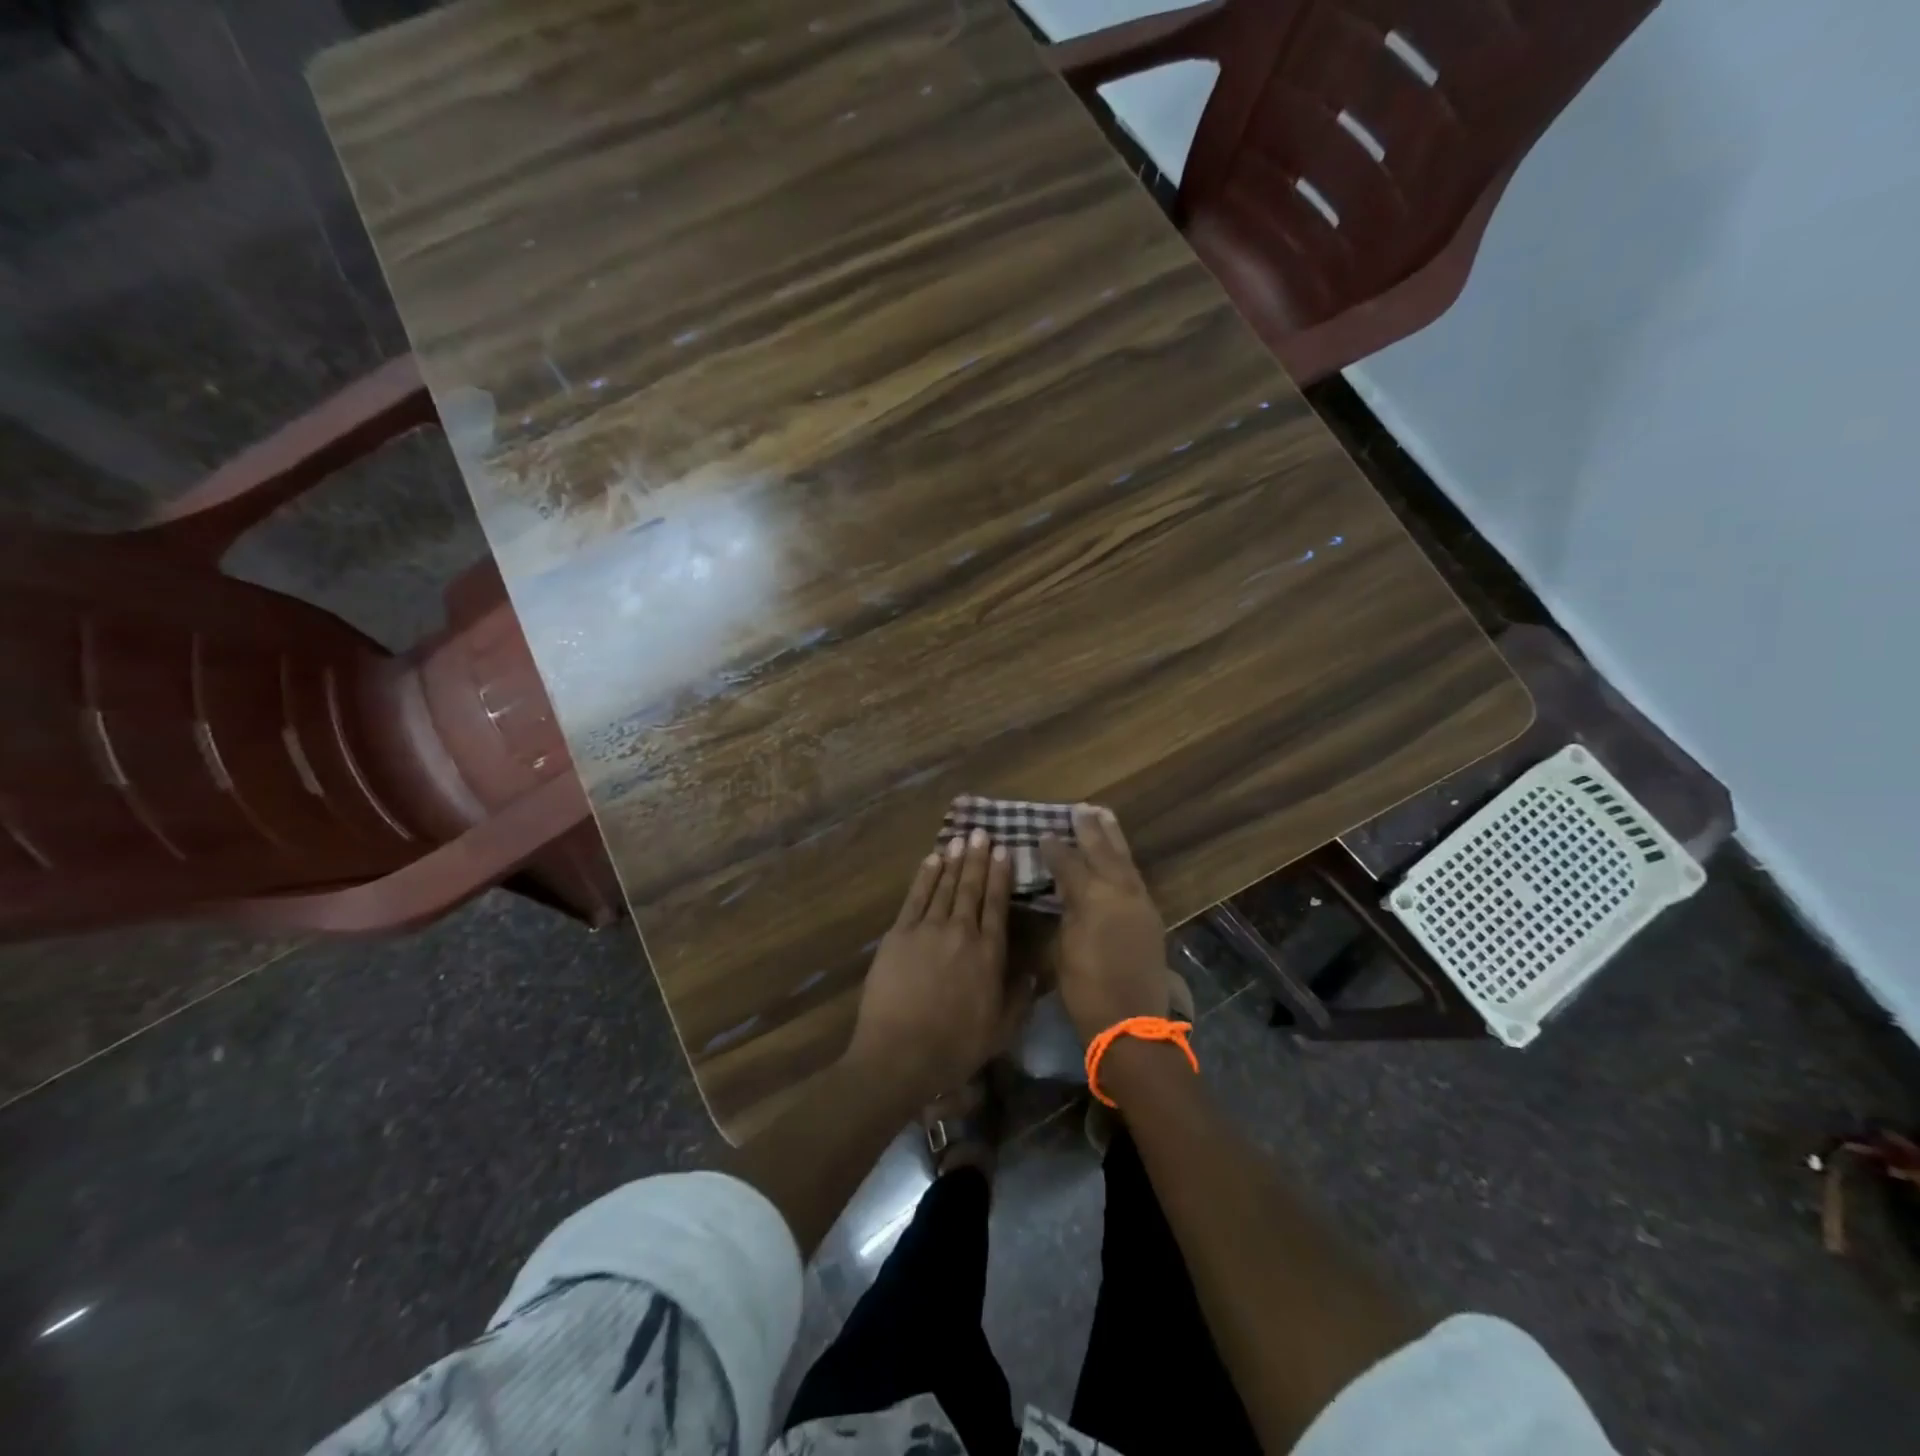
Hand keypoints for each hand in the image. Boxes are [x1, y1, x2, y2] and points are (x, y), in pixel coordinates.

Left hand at [847, 829, 1033, 1104]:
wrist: (900, 1054)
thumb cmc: (955, 1047)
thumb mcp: (1001, 1030)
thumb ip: (1020, 997)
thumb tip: (1035, 970)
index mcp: (988, 953)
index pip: (997, 904)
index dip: (1001, 875)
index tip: (1005, 851)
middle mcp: (960, 932)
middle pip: (971, 887)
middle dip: (978, 858)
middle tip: (982, 833)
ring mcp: (927, 929)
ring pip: (944, 886)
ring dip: (953, 861)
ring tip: (961, 839)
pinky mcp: (898, 934)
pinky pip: (915, 897)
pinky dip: (925, 876)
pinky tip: (932, 860)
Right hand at [1040, 805, 1169, 1044]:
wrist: (1131, 1022)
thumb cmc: (1086, 989)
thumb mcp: (1061, 949)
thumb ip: (1064, 912)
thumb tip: (1063, 892)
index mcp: (1093, 898)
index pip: (1069, 864)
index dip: (1054, 849)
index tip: (1042, 834)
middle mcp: (1119, 892)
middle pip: (1103, 852)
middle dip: (1090, 830)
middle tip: (1081, 808)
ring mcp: (1140, 903)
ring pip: (1125, 860)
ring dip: (1113, 838)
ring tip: (1104, 815)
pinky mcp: (1150, 916)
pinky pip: (1135, 877)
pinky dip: (1124, 861)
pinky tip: (1118, 856)